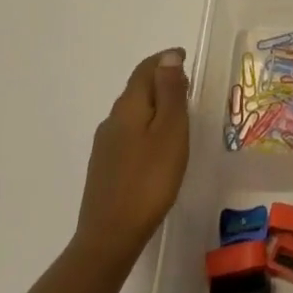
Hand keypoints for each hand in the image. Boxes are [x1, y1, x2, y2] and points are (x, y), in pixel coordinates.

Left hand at [76, 47, 189, 270]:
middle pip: (137, 89)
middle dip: (161, 81)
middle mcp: (112, 120)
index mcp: (129, 106)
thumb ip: (170, 92)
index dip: (165, 60)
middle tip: (188, 86)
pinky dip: (146, 127)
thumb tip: (167, 56)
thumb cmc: (150, 179)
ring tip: (178, 115)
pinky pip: (128, 133)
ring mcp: (104, 145)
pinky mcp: (104, 167)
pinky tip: (157, 146)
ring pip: (133, 112)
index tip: (186, 59)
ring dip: (154, 105)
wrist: (110, 236)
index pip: (145, 70)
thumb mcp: (170, 131)